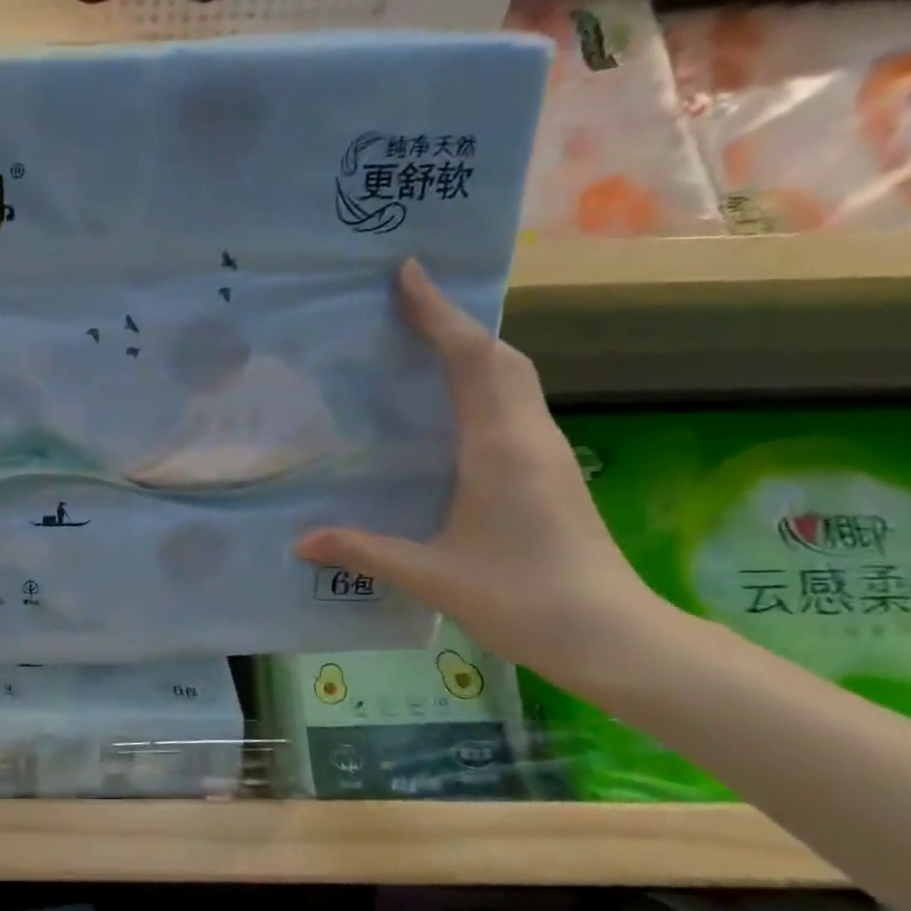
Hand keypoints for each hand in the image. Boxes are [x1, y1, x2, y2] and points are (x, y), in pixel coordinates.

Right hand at [294, 260, 663, 684]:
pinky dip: (481, 383)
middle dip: (455, 322)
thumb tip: (300, 541)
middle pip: (499, 357)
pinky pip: (511, 405)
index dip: (438, 314)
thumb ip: (364, 552)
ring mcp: (545, 452)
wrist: (610, 635)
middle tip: (406, 303)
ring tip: (423, 341)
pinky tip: (450, 405)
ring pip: (511, 378)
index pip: (471, 360)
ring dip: (472, 350)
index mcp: (499, 448)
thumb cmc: (522, 599)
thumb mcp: (431, 576)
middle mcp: (528, 436)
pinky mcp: (548, 471)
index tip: (408, 274)